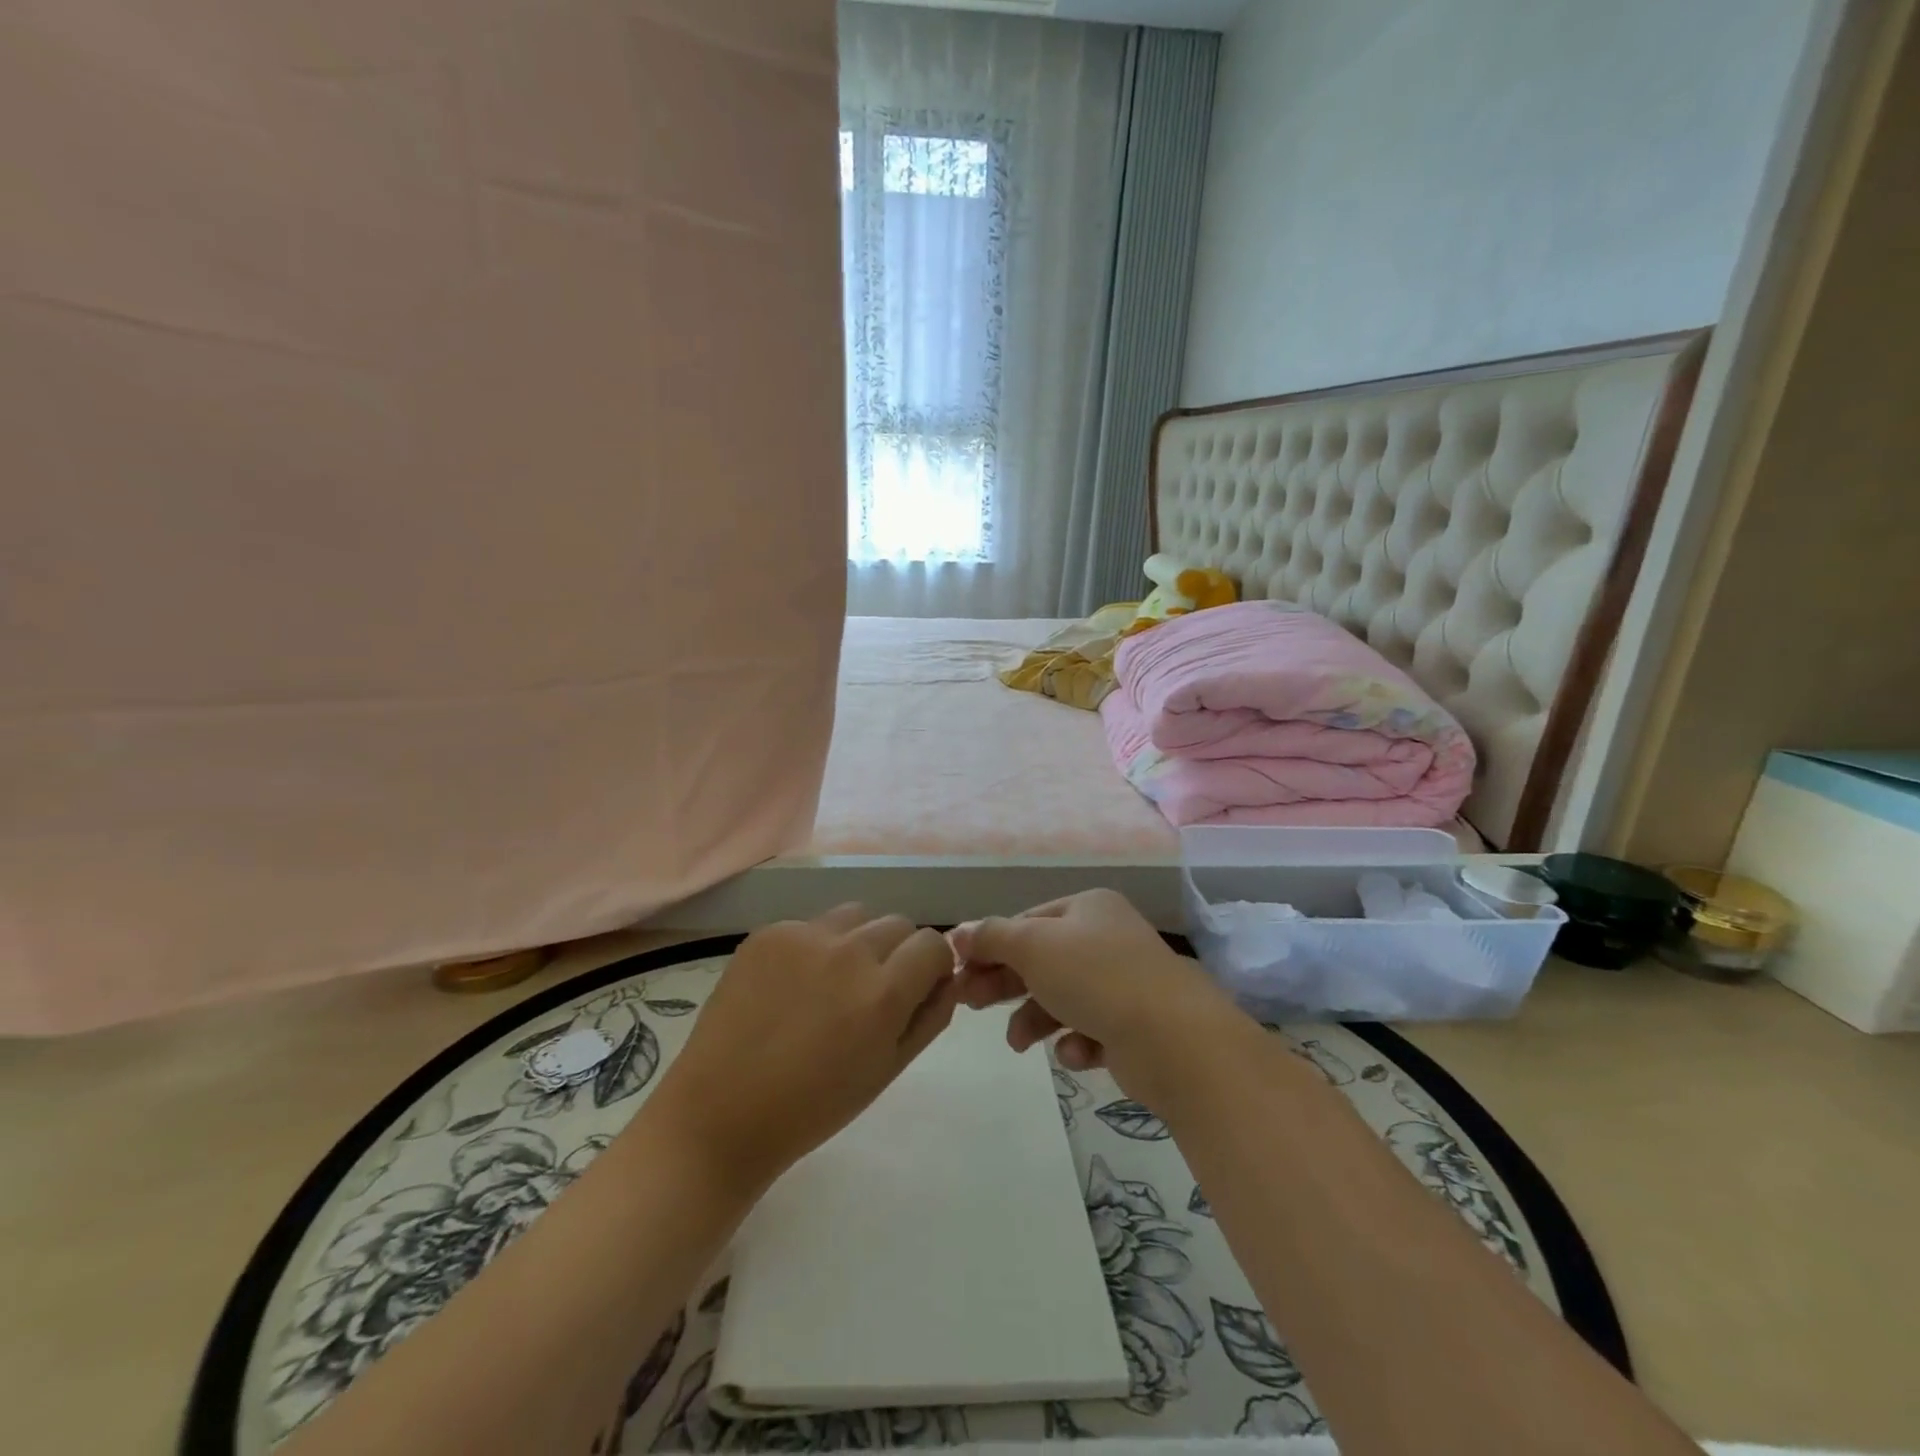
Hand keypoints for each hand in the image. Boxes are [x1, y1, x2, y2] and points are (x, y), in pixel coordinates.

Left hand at [650, 905, 959, 1192]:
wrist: (721, 1114)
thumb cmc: (813, 1107)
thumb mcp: (887, 1070)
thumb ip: (929, 1017)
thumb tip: (948, 978)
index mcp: (883, 993)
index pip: (934, 943)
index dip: (933, 965)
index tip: (918, 987)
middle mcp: (848, 952)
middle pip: (898, 924)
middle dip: (898, 953)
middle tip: (871, 991)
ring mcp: (803, 936)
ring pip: (857, 915)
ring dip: (859, 940)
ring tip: (832, 981)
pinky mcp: (768, 933)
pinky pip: (812, 923)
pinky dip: (815, 946)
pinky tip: (792, 984)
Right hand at [949, 889, 1246, 1108]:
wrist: (1174, 1039)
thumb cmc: (1096, 977)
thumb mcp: (1033, 946)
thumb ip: (992, 937)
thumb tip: (958, 933)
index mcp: (1088, 908)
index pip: (1027, 921)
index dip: (990, 944)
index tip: (959, 971)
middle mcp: (1107, 939)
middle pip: (1041, 959)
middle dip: (1005, 982)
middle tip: (969, 1004)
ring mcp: (1124, 983)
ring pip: (1061, 998)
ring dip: (1033, 1018)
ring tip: (1019, 1043)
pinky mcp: (1134, 1026)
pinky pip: (1089, 1030)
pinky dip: (1075, 1041)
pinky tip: (1075, 1052)